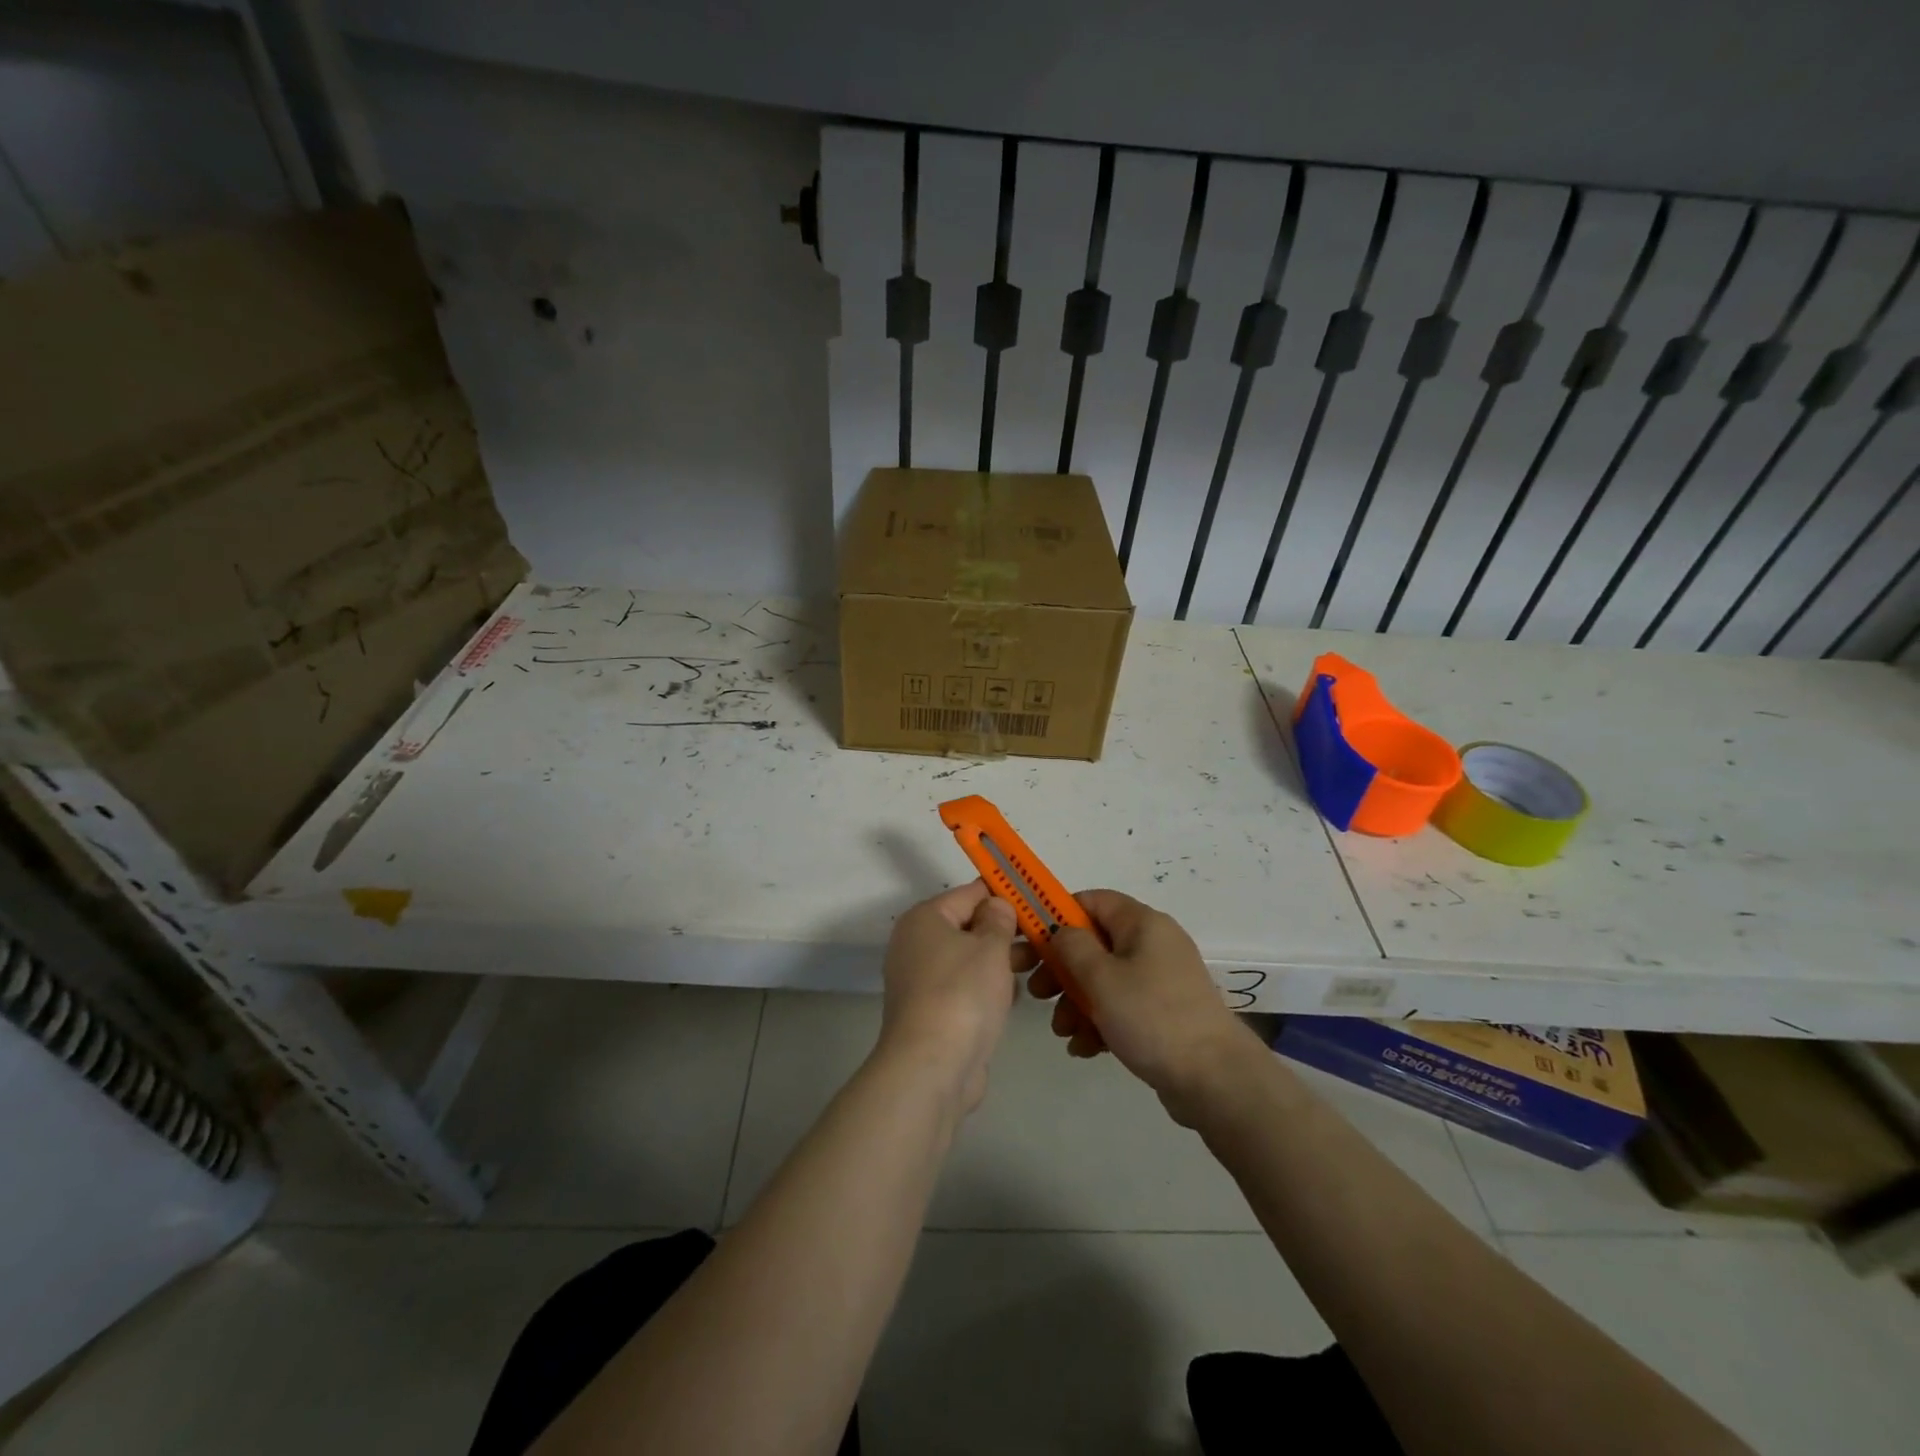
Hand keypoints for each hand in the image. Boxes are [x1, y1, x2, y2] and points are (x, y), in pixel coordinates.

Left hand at [878, 881, 1029, 1115]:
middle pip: (968, 927)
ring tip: (1038, 967)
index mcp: (924, 919)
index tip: (1036, 901)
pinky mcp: (931, 1013)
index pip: (969, 893)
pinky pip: (964, 989)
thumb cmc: (962, 994)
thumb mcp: (990, 947)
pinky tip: (1014, 997)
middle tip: (1045, 938)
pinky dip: (986, 989)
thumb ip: (998, 921)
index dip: (1003, 895)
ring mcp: (921, 981)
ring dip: (999, 962)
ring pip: (968, 960)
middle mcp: (916, 945)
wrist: (932, 1068)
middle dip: (1005, 932)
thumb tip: (996, 905)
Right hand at [1030, 890, 1259, 1123]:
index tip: (1030, 942)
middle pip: (1094, 943)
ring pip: (1104, 979)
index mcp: (1142, 923)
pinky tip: (1084, 1048)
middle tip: (1036, 992)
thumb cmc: (1151, 1017)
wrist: (1215, 1080)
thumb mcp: (1101, 978)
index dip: (1057, 916)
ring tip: (1063, 1031)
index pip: (1091, 900)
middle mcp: (1153, 944)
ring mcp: (1160, 980)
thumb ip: (1071, 946)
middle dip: (1061, 968)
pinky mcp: (1163, 1013)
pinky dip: (1100, 1021)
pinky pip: (1122, 1006)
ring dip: (1076, 1001)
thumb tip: (1061, 930)